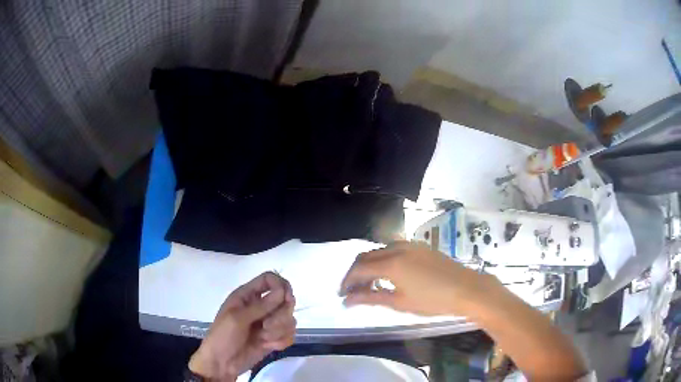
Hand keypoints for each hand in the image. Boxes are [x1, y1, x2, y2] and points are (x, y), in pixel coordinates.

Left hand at [189, 272, 295, 380]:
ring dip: (278, 331)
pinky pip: (289, 334)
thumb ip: (261, 306)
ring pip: (289, 319)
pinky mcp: (274, 338)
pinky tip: (268, 346)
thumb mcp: (238, 319)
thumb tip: (283, 291)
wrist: (222, 364)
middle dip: (280, 316)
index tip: (287, 300)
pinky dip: (280, 341)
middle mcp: (260, 306)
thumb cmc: (223, 337)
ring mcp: (268, 323)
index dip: (281, 286)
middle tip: (266, 326)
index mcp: (247, 296)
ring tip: (264, 339)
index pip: (269, 279)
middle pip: (285, 300)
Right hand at [340, 241, 498, 315]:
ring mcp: (409, 244)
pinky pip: (393, 249)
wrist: (466, 289)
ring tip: (370, 285)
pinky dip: (384, 261)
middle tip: (353, 291)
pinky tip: (389, 275)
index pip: (359, 269)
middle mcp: (396, 248)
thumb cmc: (432, 300)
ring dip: (370, 266)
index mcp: (390, 264)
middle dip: (356, 273)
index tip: (342, 295)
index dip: (347, 282)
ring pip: (379, 251)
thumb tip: (347, 300)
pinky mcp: (419, 246)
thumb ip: (370, 298)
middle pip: (366, 257)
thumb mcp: (399, 302)